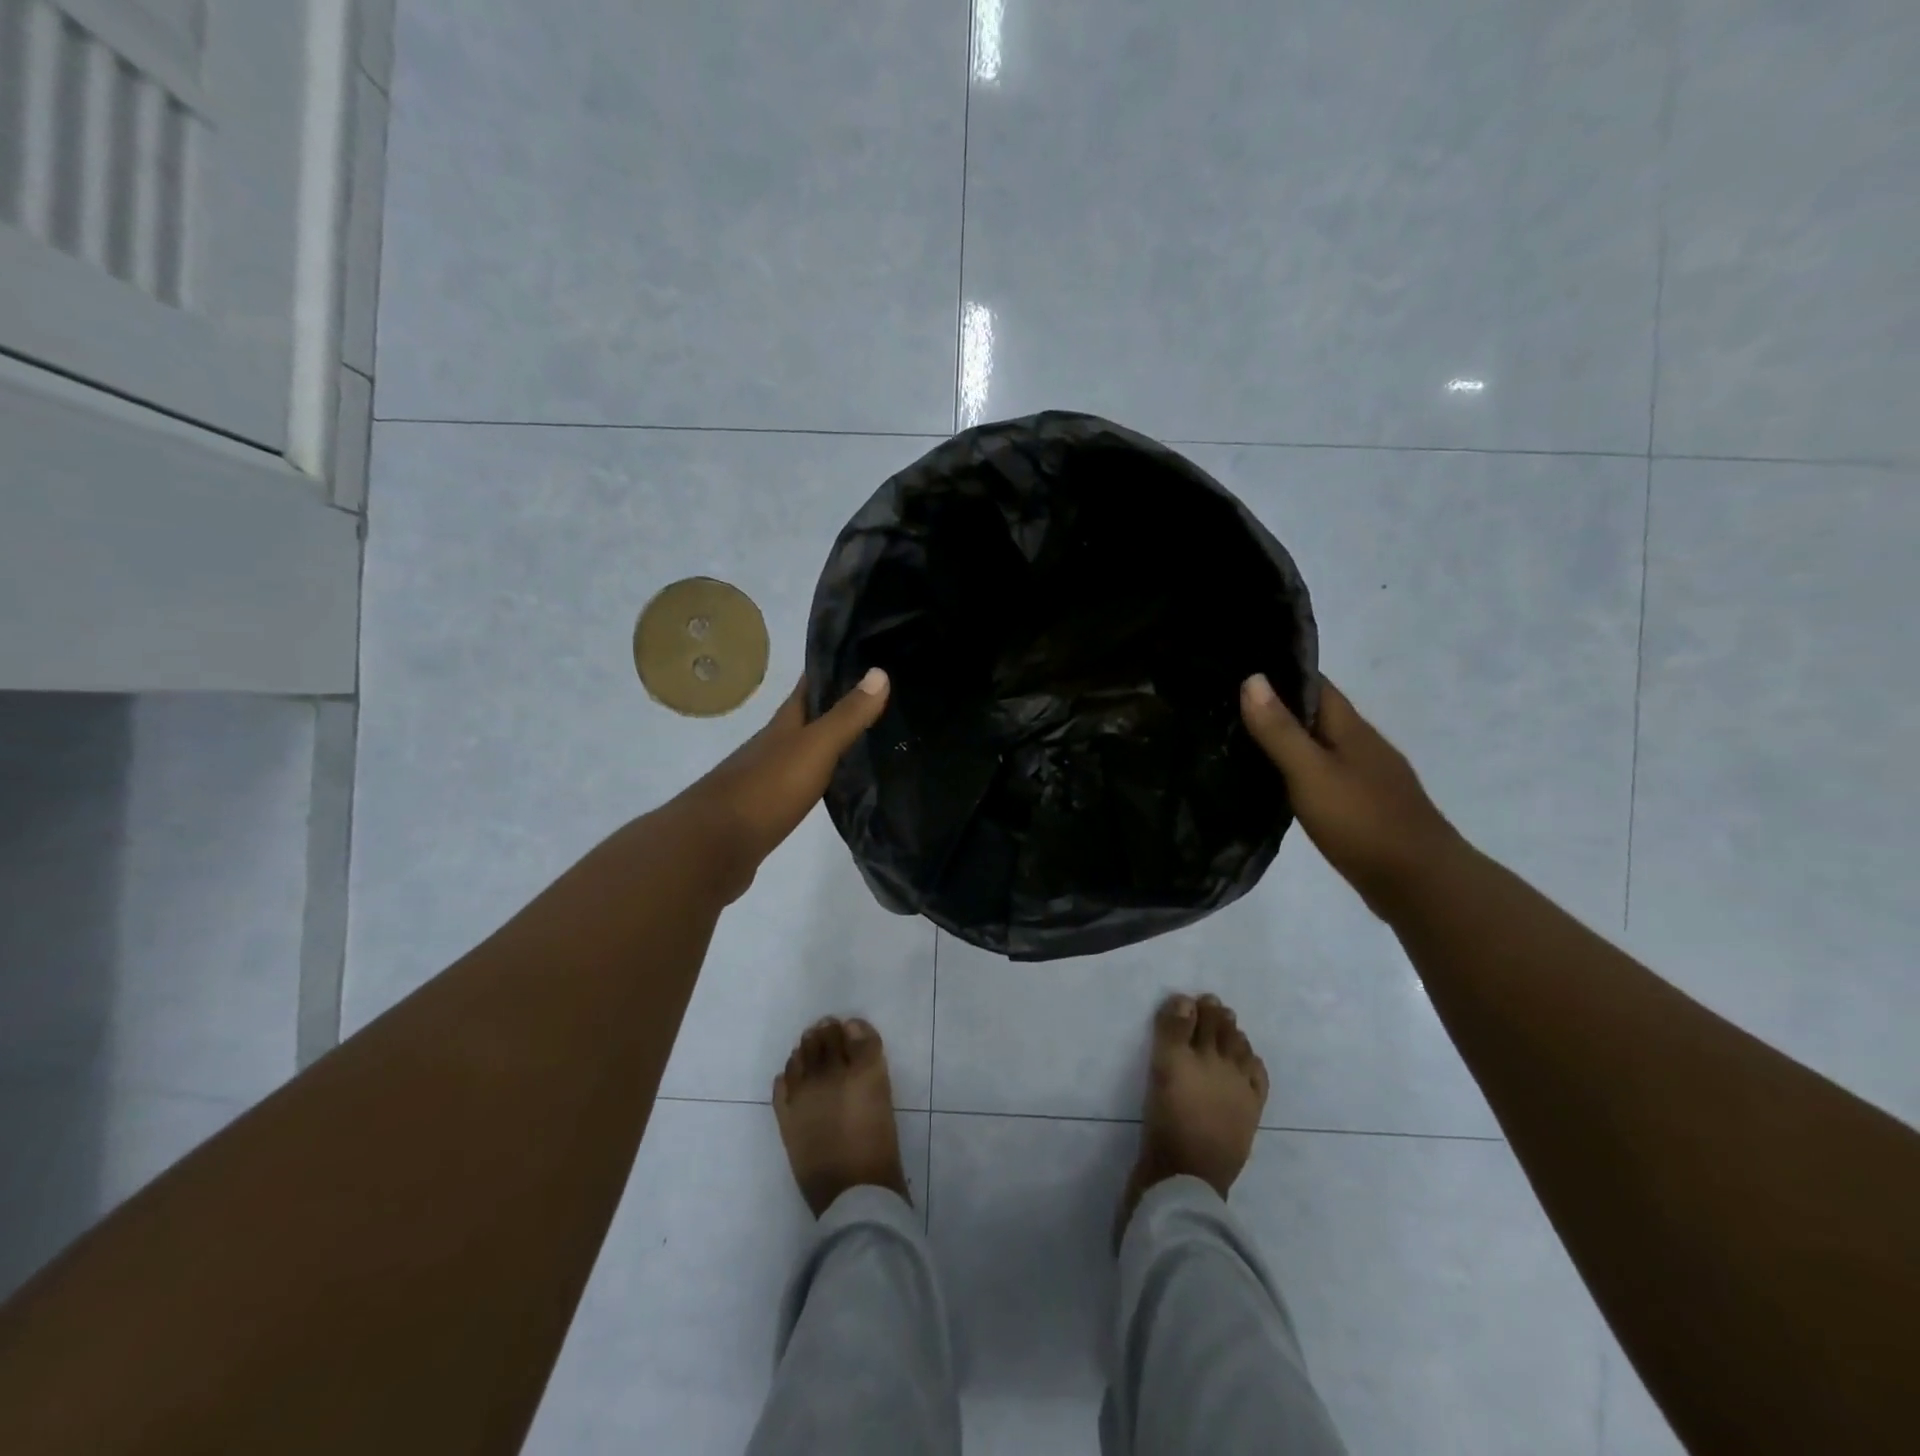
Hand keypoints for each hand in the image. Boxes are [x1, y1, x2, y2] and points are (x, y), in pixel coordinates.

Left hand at [671, 668, 889, 900]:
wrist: (713, 847)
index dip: (833, 668)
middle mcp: (773, 745)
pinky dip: (821, 778)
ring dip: (830, 743)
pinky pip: (800, 784)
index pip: (809, 686)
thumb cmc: (766, 789)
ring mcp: (767, 778)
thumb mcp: (814, 748)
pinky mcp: (768, 811)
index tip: (865, 657)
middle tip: (879, 701)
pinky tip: (838, 785)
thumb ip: (846, 716)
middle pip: (806, 718)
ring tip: (868, 741)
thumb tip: (880, 672)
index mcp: (783, 725)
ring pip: (804, 751)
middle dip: (837, 706)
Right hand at [1240, 673, 1459, 913]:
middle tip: (1226, 705)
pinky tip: (1276, 785)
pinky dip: (1298, 772)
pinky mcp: (1365, 808)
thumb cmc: (1363, 821)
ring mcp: (1368, 779)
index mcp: (1351, 729)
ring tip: (1240, 741)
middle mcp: (1363, 746)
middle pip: (1317, 715)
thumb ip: (1280, 731)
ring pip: (1320, 747)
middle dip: (1278, 706)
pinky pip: (1324, 776)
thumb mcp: (1311, 773)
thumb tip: (1253, 678)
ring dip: (1287, 741)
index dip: (1281, 672)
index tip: (1239, 667)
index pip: (1316, 685)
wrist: (1422, 884)